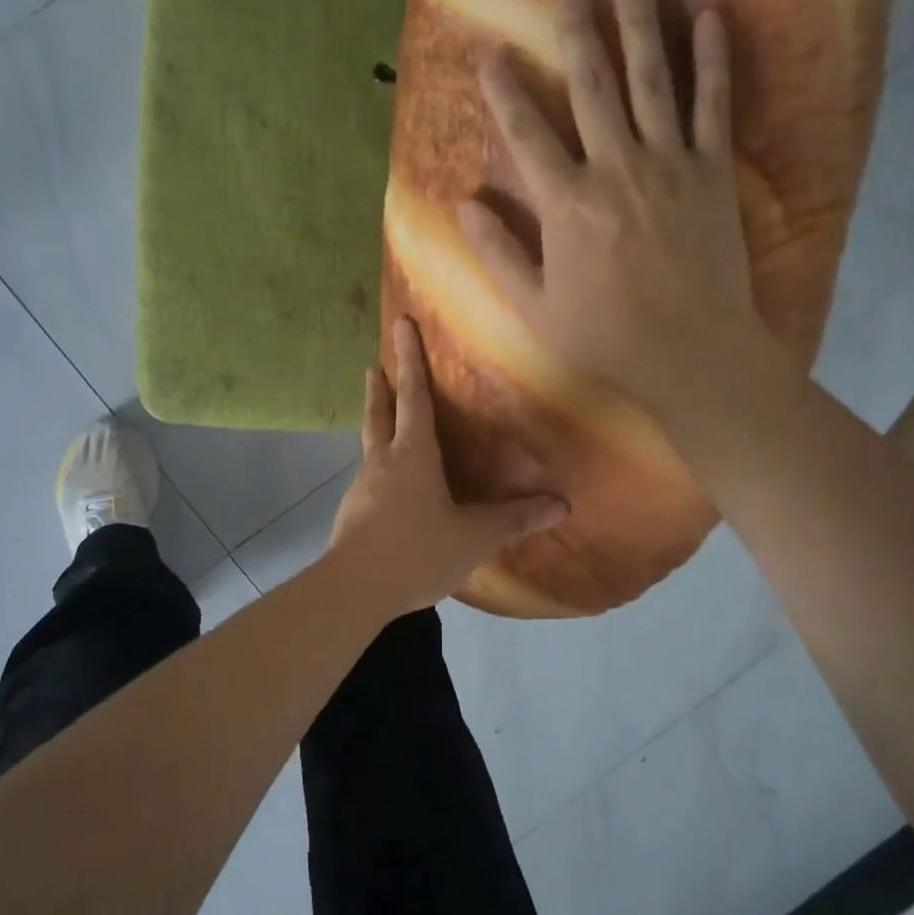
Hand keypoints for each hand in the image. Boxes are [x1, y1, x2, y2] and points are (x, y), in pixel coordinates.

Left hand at [328, 317, 567, 615]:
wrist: (354, 590)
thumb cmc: (417, 551)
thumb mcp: (474, 537)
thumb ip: (515, 520)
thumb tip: (562, 506)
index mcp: (412, 455)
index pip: (413, 396)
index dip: (410, 359)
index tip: (400, 324)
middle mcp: (382, 462)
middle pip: (379, 415)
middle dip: (380, 388)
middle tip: (374, 367)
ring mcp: (362, 488)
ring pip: (369, 447)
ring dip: (375, 428)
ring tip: (383, 425)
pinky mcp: (351, 514)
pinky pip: (369, 481)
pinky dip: (377, 470)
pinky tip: (386, 489)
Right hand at [461, 0, 764, 441]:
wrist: (689, 351)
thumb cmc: (605, 336)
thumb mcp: (535, 306)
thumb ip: (500, 253)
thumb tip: (464, 205)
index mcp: (567, 203)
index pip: (527, 133)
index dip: (506, 90)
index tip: (492, 52)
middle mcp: (615, 168)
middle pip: (592, 85)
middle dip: (577, 28)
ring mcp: (669, 165)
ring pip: (651, 80)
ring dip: (640, 22)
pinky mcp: (713, 173)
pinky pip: (713, 106)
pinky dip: (713, 61)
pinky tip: (711, 16)